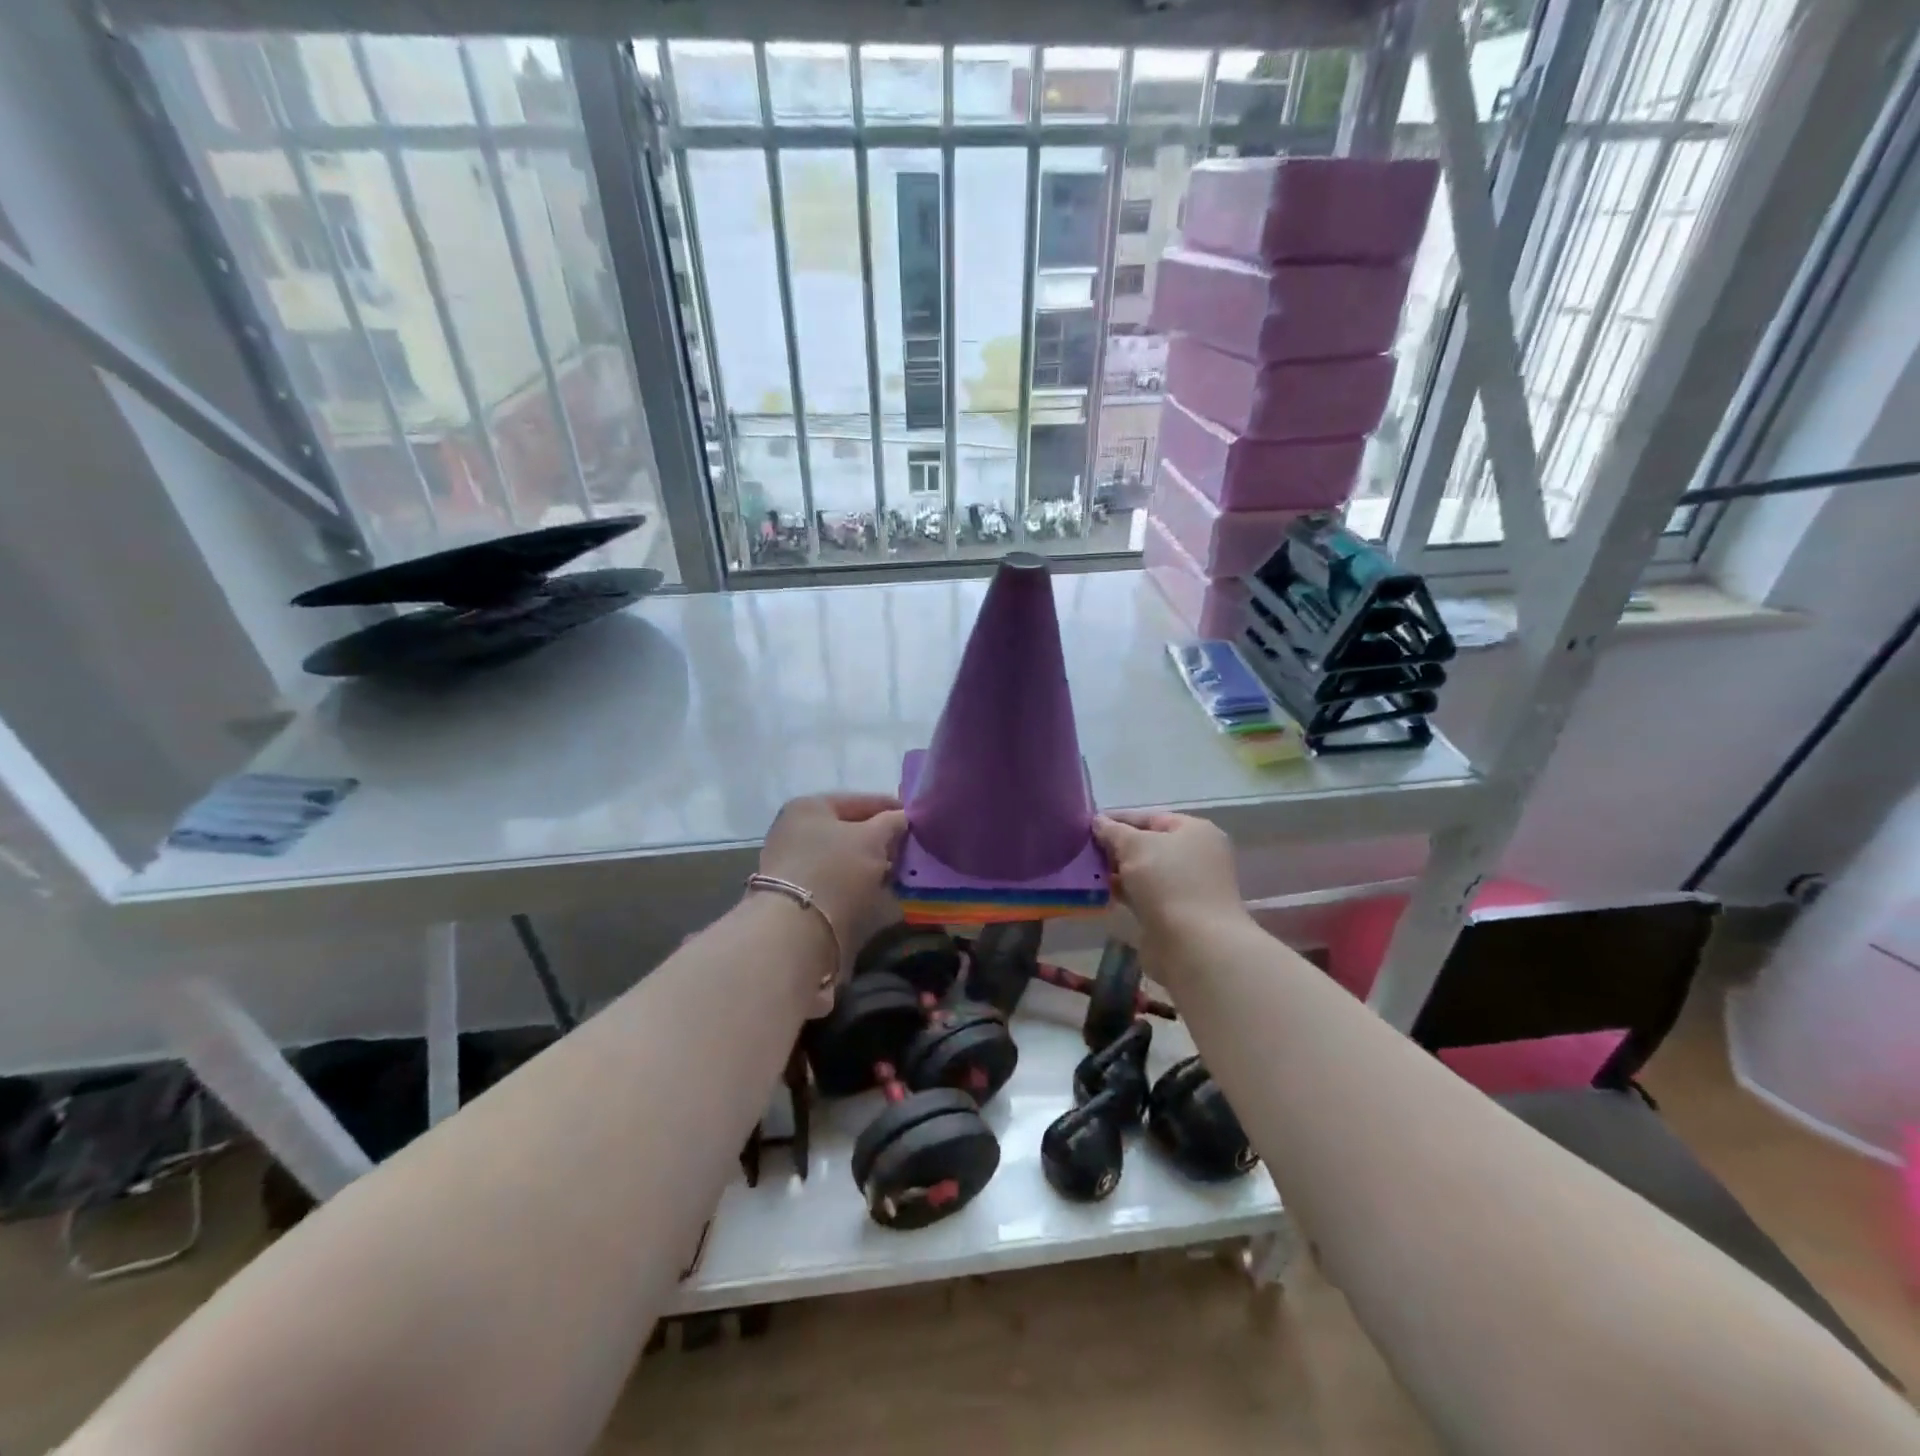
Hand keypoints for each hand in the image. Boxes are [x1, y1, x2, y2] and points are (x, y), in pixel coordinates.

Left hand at [758, 793, 907, 948]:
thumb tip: (904, 818)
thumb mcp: (872, 838)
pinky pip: (840, 885)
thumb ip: (892, 823)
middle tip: (912, 850)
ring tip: (904, 875)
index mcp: (808, 808)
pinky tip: (885, 896)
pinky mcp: (801, 898)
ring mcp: (796, 867)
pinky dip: (861, 889)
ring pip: (846, 861)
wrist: (797, 933)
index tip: (918, 820)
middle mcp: (797, 833)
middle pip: (851, 832)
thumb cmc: (835, 870)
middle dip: (883, 842)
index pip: (858, 801)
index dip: (891, 808)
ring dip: (874, 867)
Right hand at [1094, 811, 1246, 948]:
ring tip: (1087, 870)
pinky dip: (1125, 892)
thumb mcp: (1135, 846)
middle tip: (1084, 849)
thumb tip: (1098, 821)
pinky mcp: (1177, 914)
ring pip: (1145, 872)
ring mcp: (1188, 887)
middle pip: (1149, 845)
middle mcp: (1196, 856)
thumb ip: (1113, 831)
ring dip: (1119, 871)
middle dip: (1117, 847)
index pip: (1151, 818)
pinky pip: (1145, 895)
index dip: (1119, 819)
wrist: (1194, 945)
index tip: (1089, 825)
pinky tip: (1100, 892)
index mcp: (1195, 831)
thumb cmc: (1168, 882)